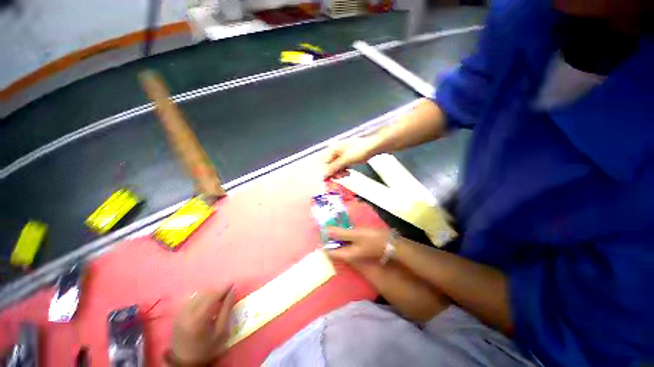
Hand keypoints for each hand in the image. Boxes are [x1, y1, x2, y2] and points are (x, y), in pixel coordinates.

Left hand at [170, 287, 235, 364]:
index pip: (212, 296)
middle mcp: (187, 313)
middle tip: (227, 292)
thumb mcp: (221, 331)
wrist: (185, 362)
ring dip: (209, 293)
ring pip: (197, 295)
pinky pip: (191, 299)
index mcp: (199, 318)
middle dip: (217, 291)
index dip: (223, 288)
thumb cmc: (207, 348)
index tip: (233, 284)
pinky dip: (200, 297)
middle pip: (205, 294)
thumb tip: (233, 291)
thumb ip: (227, 309)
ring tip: (217, 298)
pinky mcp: (177, 314)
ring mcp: (180, 313)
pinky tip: (206, 302)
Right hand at [323, 137, 378, 178]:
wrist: (374, 146)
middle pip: (330, 165)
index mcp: (333, 148)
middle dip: (335, 172)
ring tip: (346, 173)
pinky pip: (342, 166)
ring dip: (340, 172)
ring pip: (337, 166)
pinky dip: (344, 170)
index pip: (325, 162)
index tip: (329, 179)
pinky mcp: (347, 157)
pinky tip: (348, 172)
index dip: (327, 172)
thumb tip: (325, 174)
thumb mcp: (345, 160)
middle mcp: (336, 150)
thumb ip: (334, 168)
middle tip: (340, 177)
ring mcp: (342, 154)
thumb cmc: (360, 150)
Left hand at [326, 227, 390, 262]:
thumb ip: (341, 233)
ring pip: (341, 243)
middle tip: (325, 225)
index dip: (323, 242)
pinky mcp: (359, 245)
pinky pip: (347, 240)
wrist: (392, 244)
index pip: (329, 252)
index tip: (320, 231)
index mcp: (346, 254)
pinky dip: (344, 234)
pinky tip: (344, 226)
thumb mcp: (356, 235)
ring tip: (332, 223)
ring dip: (336, 234)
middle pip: (334, 247)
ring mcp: (354, 250)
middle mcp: (349, 254)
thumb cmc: (373, 239)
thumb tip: (326, 231)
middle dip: (329, 237)